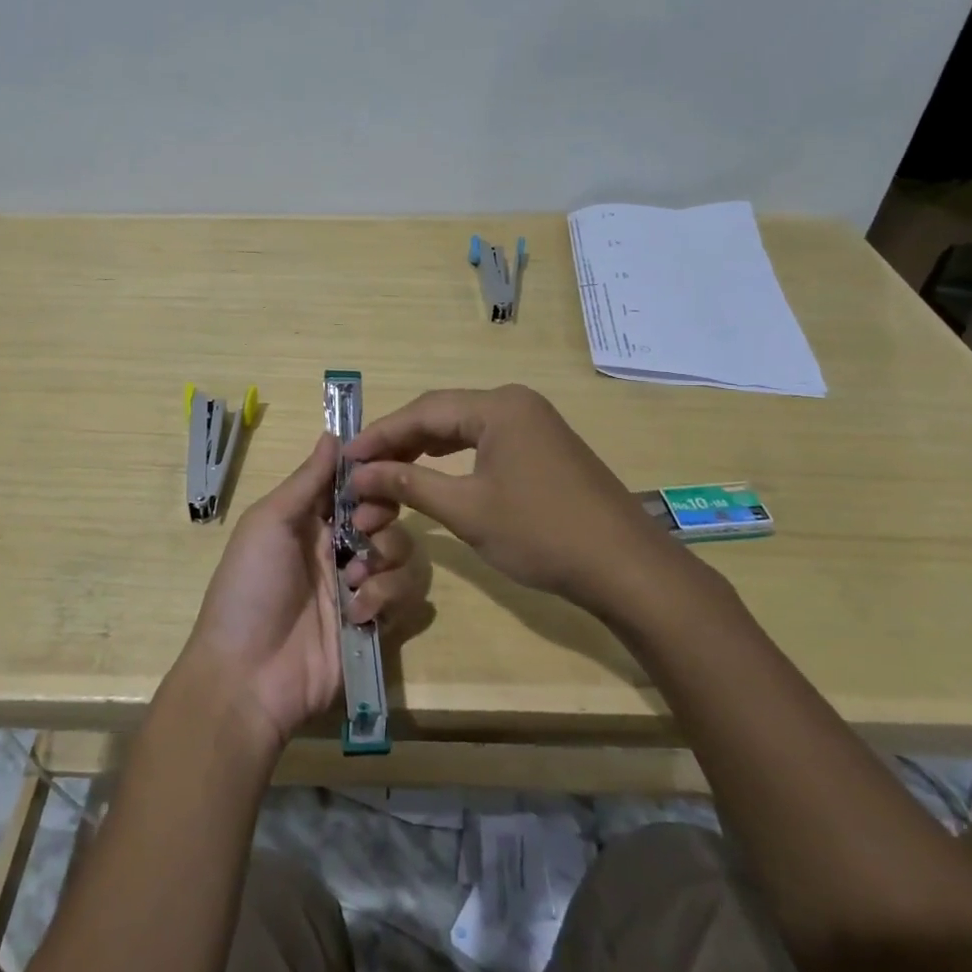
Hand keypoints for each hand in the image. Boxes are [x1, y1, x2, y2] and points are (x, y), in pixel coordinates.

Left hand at [181, 434, 427, 752]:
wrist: (248, 676)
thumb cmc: (249, 587)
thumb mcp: (268, 523)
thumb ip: (306, 481)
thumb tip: (333, 435)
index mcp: (310, 521)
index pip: (354, 485)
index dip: (369, 476)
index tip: (376, 472)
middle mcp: (339, 548)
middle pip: (387, 515)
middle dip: (381, 517)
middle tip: (359, 531)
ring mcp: (360, 587)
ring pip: (403, 553)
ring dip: (385, 561)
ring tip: (354, 582)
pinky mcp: (377, 624)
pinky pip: (407, 596)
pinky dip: (386, 598)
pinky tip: (358, 614)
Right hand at [346, 385, 667, 606]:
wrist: (625, 567)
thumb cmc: (541, 533)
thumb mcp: (467, 510)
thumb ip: (410, 485)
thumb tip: (360, 475)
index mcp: (498, 406)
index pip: (423, 411)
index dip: (380, 435)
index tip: (346, 459)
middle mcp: (515, 403)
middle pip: (441, 414)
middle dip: (399, 444)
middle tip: (362, 473)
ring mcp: (533, 424)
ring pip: (462, 429)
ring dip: (423, 452)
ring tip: (387, 476)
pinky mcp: (543, 447)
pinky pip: (485, 442)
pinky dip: (454, 458)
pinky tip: (432, 473)